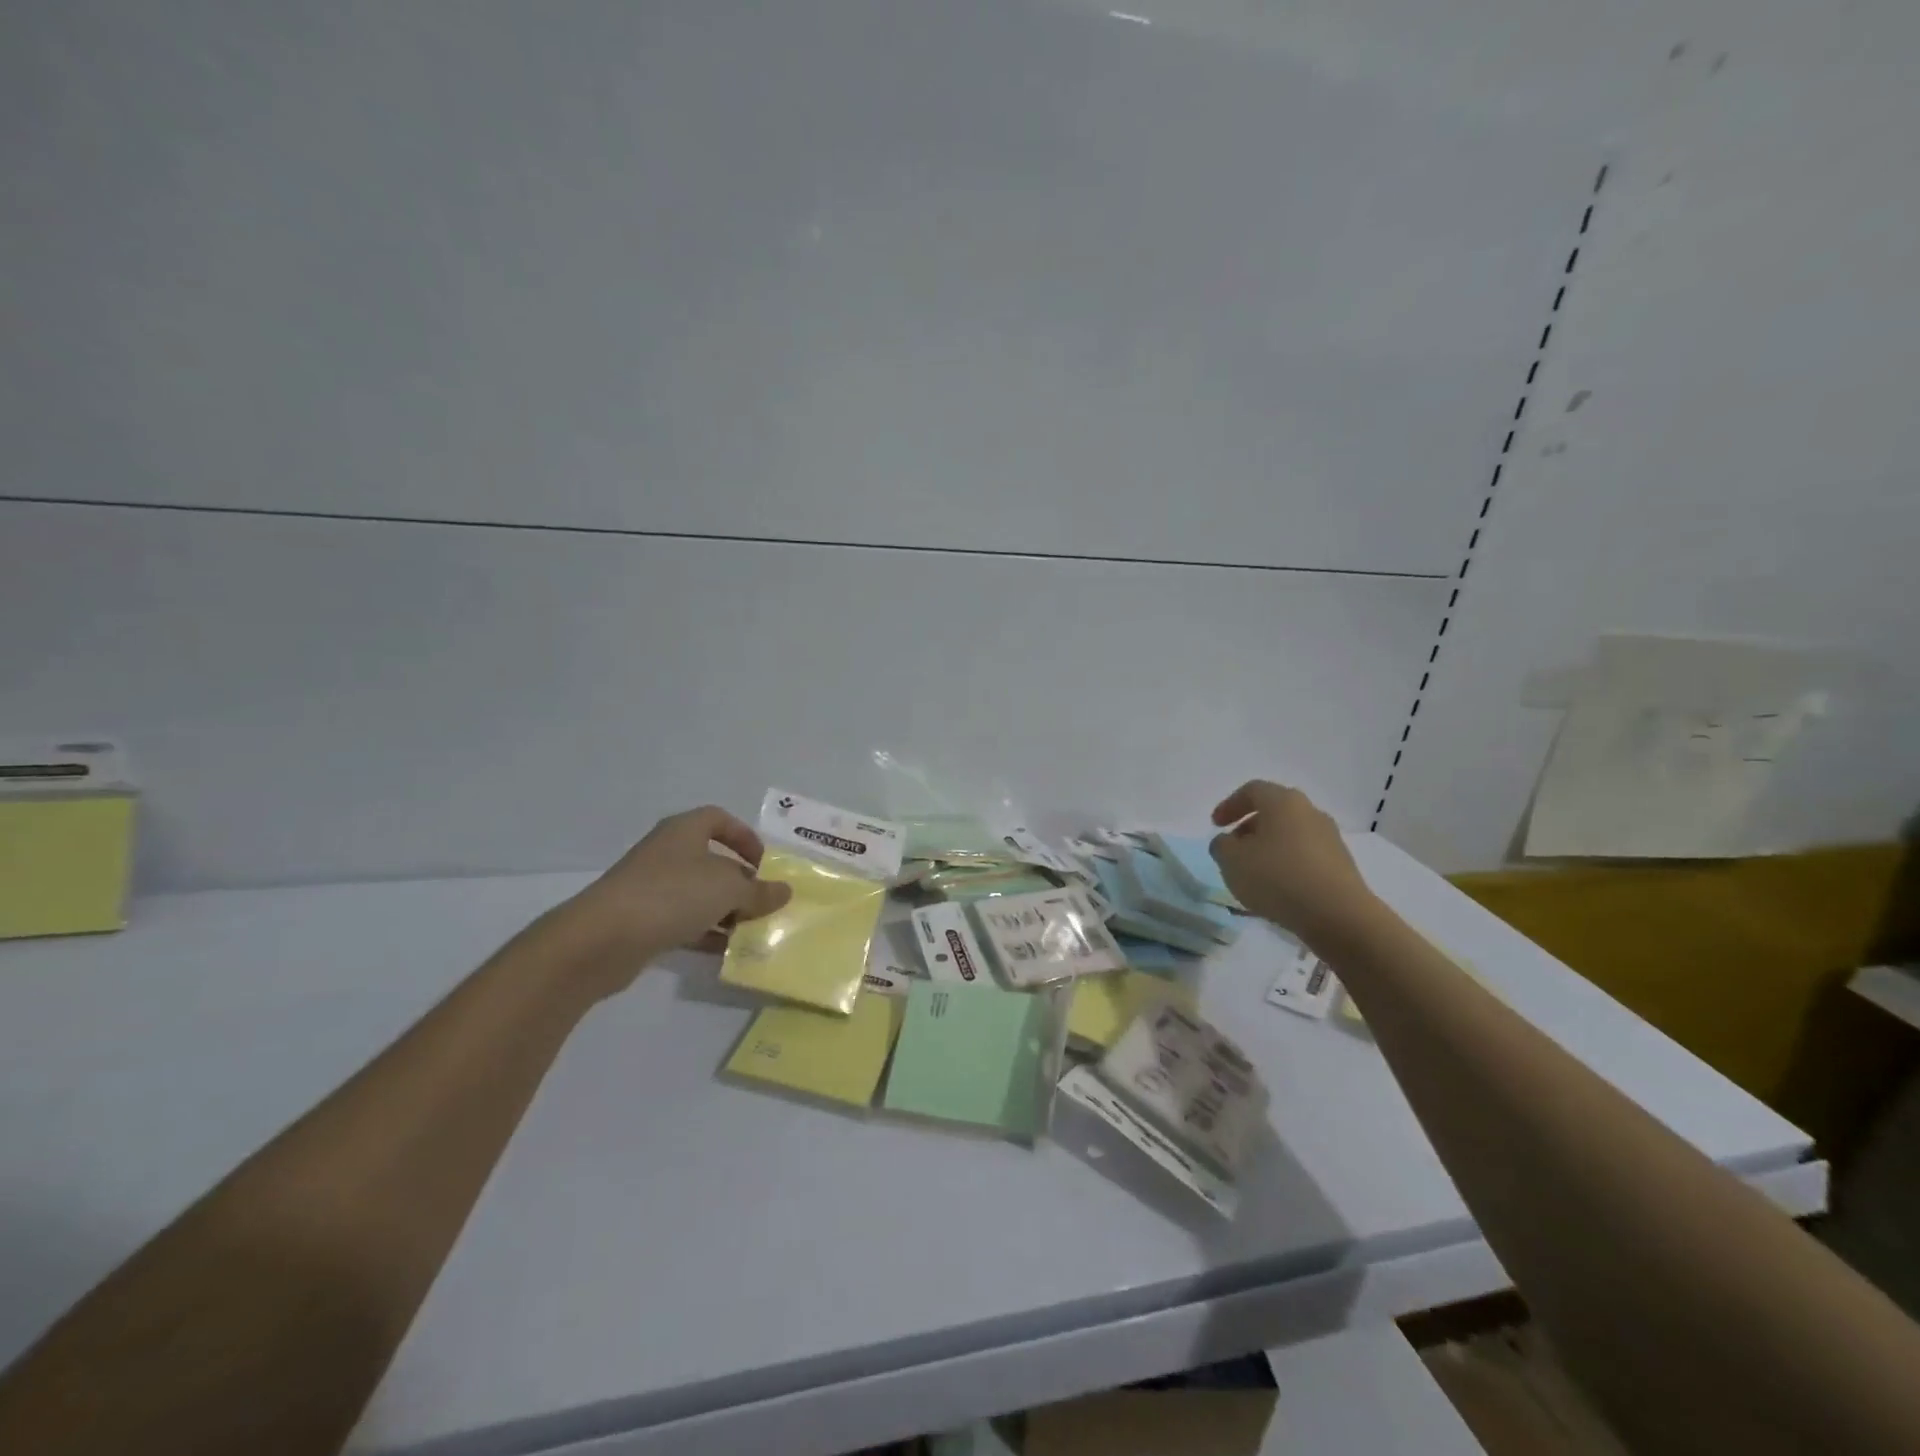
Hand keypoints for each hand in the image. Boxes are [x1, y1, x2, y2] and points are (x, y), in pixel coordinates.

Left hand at [554, 806, 792, 991]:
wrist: (602, 939)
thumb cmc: (672, 895)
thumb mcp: (728, 890)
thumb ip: (759, 891)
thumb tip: (785, 891)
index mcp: (684, 831)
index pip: (719, 819)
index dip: (744, 837)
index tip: (764, 863)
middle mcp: (667, 853)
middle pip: (712, 861)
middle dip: (740, 882)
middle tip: (762, 902)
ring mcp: (650, 887)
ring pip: (698, 894)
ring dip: (725, 911)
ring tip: (750, 931)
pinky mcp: (641, 921)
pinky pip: (682, 921)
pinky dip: (705, 933)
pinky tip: (725, 952)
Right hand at [1209, 781, 1376, 944]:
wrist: (1338, 915)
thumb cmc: (1278, 878)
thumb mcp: (1231, 861)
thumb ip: (1221, 846)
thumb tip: (1228, 842)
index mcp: (1283, 802)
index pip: (1252, 791)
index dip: (1230, 805)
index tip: (1215, 825)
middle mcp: (1310, 812)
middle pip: (1274, 811)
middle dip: (1249, 827)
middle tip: (1234, 848)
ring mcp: (1330, 838)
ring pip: (1290, 834)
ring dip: (1268, 847)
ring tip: (1254, 873)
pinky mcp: (1341, 864)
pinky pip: (1305, 855)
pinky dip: (1287, 864)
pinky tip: (1278, 887)